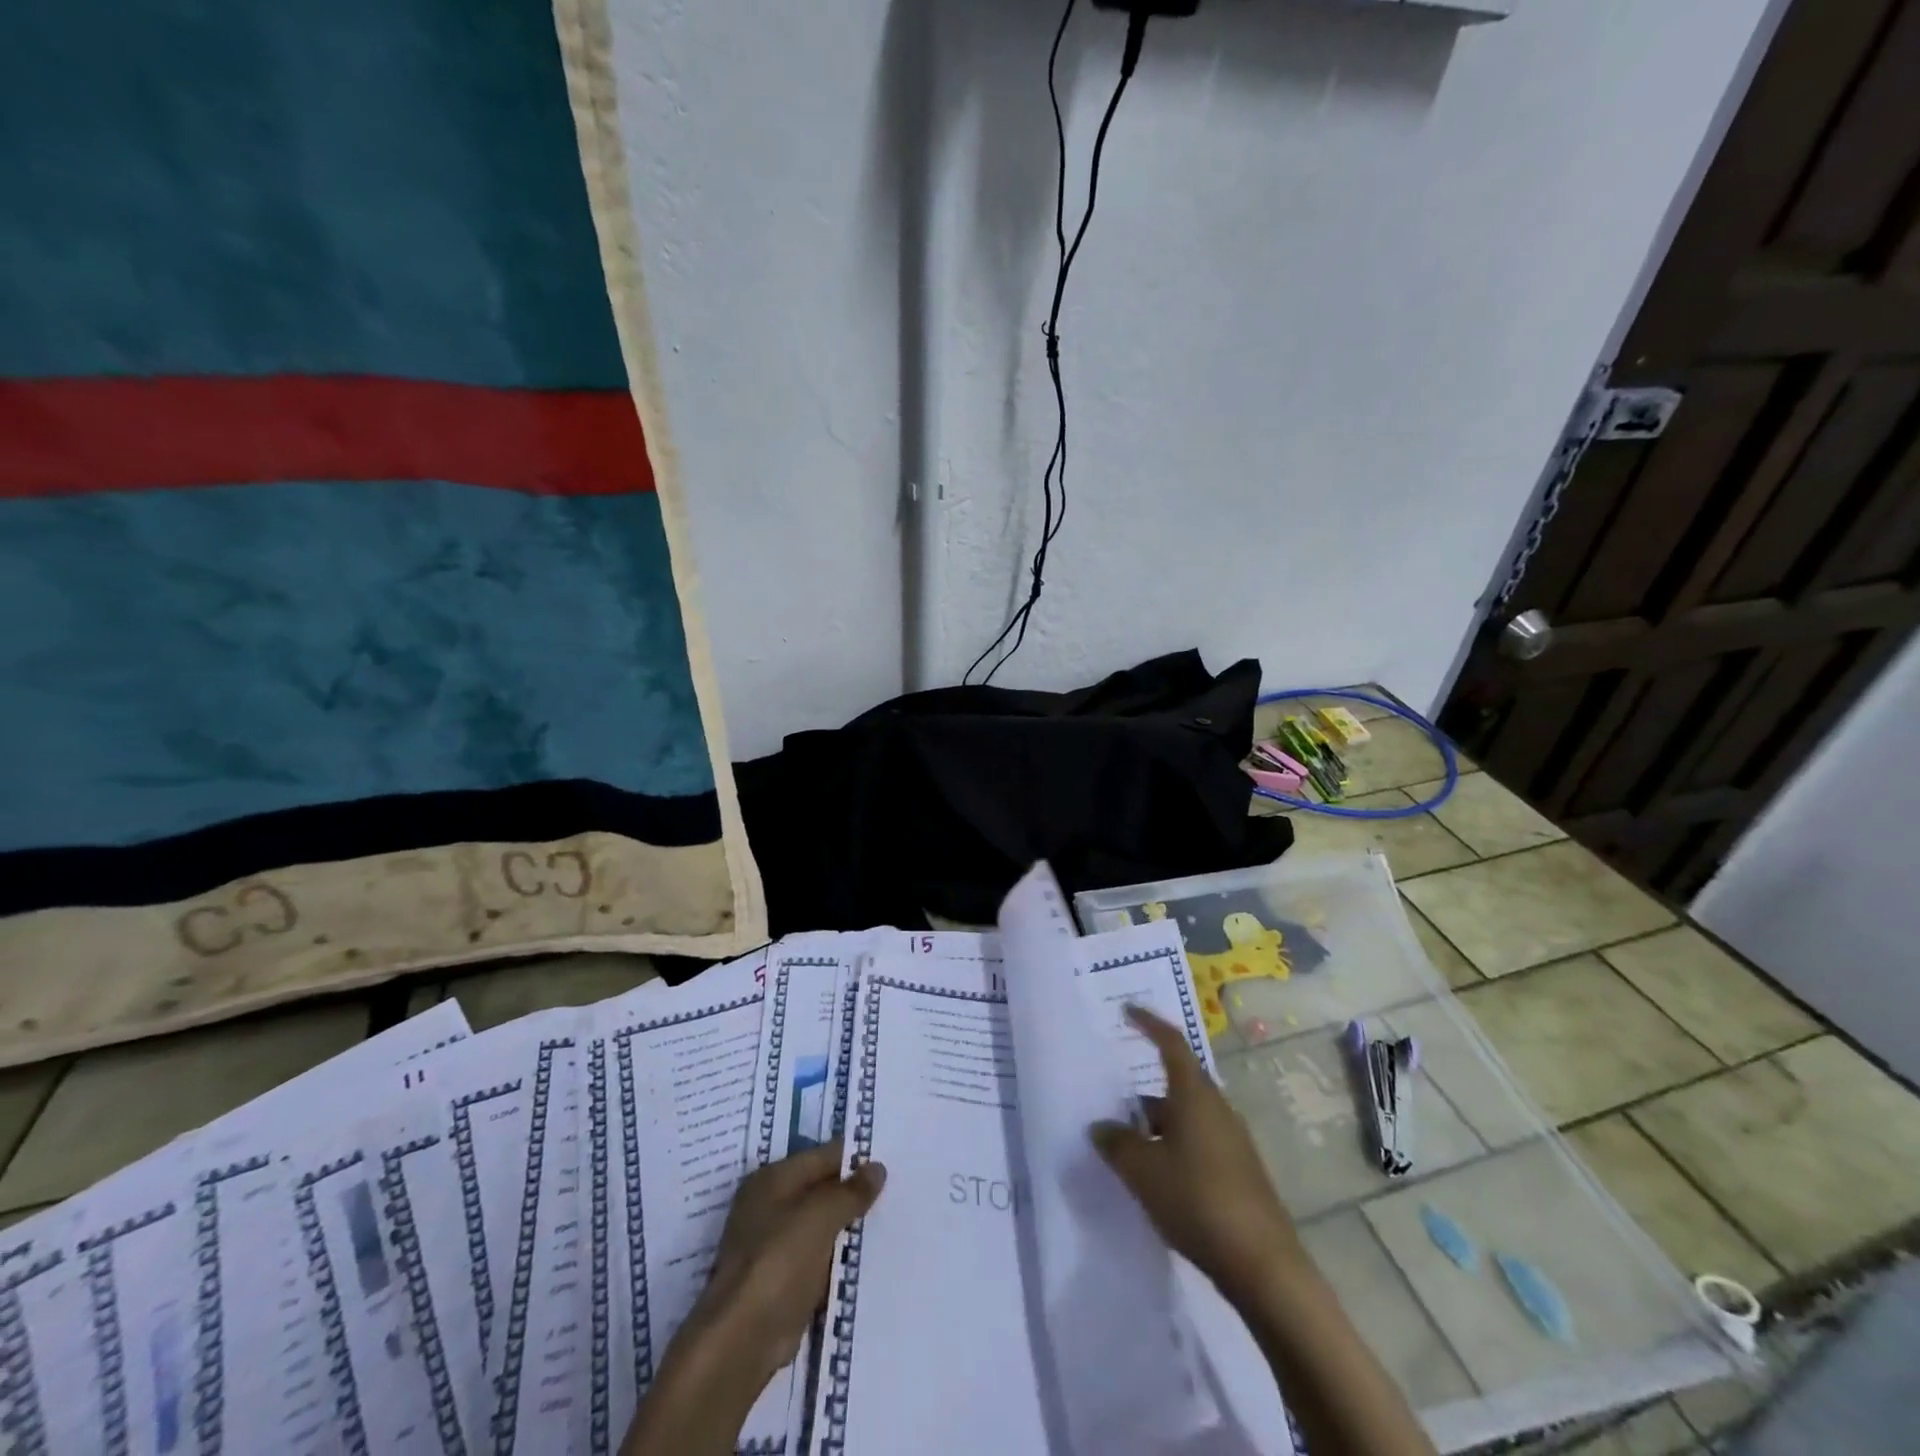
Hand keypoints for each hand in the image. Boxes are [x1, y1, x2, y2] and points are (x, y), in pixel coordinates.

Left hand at [681, 1140, 886, 1388]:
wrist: (743, 1339)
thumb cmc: (779, 1261)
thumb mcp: (821, 1216)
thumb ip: (851, 1191)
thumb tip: (877, 1168)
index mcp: (773, 1178)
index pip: (823, 1156)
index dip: (856, 1158)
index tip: (891, 1160)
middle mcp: (769, 1204)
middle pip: (821, 1189)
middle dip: (854, 1192)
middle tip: (897, 1190)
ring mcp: (773, 1244)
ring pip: (821, 1224)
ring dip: (848, 1226)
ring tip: (891, 1219)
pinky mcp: (781, 1279)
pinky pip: (818, 1256)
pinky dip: (838, 1256)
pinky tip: (867, 1256)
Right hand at [1091, 1005, 1302, 1300]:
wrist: (1263, 1266)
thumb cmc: (1197, 1200)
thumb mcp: (1142, 1170)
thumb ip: (1116, 1143)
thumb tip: (1100, 1127)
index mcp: (1195, 1094)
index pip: (1171, 1042)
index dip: (1148, 1023)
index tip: (1127, 1011)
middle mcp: (1217, 1108)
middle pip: (1177, 1083)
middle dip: (1144, 1091)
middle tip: (1113, 1099)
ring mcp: (1232, 1141)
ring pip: (1186, 1117)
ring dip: (1157, 1124)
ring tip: (1127, 1144)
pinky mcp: (1240, 1172)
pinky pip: (1198, 1143)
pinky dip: (1174, 1147)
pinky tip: (1157, 1176)